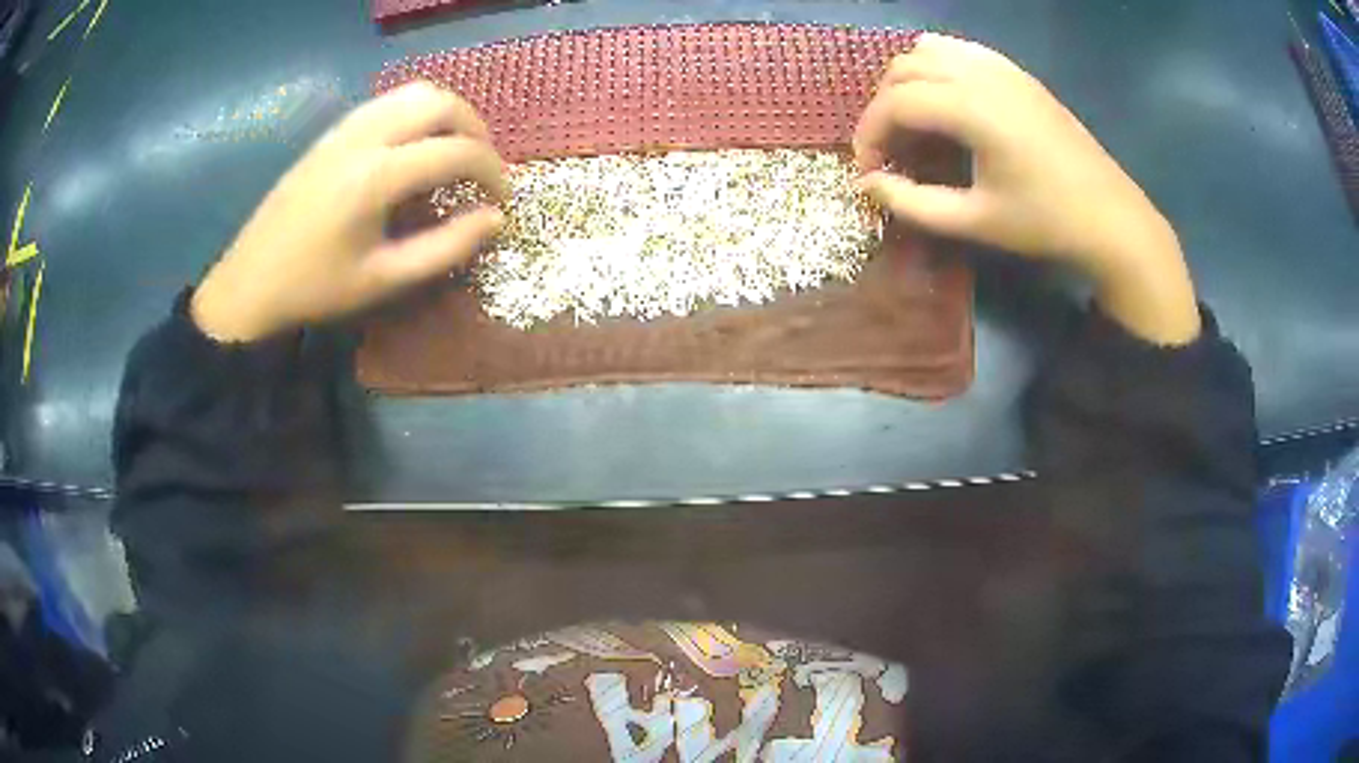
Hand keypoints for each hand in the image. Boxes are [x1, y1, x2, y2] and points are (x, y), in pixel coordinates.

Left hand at [192, 82, 506, 342]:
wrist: (250, 282)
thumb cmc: (316, 288)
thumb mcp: (384, 279)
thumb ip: (446, 247)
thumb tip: (495, 220)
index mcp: (377, 176)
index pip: (457, 151)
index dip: (493, 172)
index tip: (502, 200)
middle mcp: (365, 136)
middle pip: (440, 103)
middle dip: (475, 130)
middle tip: (482, 167)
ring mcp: (345, 128)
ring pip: (413, 92)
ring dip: (447, 114)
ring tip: (454, 150)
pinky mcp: (332, 132)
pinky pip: (387, 101)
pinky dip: (415, 113)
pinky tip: (414, 146)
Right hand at [854, 34, 1199, 345]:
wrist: (1111, 218)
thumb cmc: (1046, 223)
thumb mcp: (975, 221)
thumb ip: (913, 203)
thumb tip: (867, 184)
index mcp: (972, 108)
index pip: (896, 102)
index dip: (869, 133)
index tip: (867, 169)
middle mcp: (981, 73)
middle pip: (904, 68)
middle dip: (884, 106)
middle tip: (889, 150)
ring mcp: (1003, 67)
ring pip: (929, 50)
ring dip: (908, 80)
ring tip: (914, 122)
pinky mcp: (1018, 73)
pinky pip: (961, 51)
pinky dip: (938, 67)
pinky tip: (947, 101)